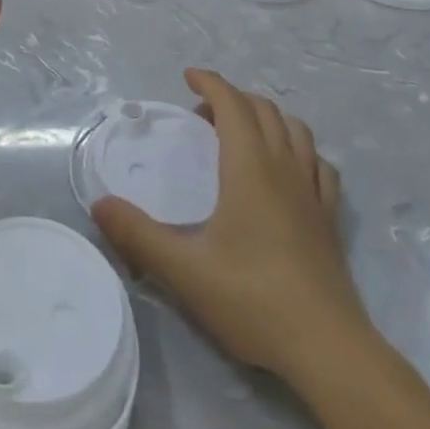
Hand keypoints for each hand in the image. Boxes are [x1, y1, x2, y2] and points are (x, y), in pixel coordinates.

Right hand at [92, 69, 370, 380]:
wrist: (329, 351)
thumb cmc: (253, 300)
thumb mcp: (184, 270)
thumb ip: (138, 235)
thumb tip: (99, 204)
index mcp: (250, 169)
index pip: (233, 104)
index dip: (210, 83)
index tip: (188, 77)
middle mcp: (284, 169)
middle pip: (264, 110)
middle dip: (233, 98)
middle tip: (202, 115)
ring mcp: (313, 193)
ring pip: (296, 131)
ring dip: (267, 118)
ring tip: (242, 134)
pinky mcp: (329, 220)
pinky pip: (319, 165)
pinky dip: (299, 151)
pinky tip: (288, 171)